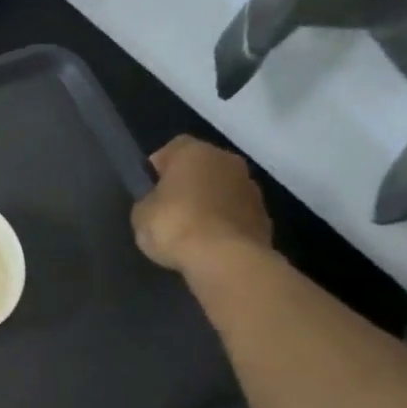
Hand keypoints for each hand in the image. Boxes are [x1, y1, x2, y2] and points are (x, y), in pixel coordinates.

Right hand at [131, 135, 272, 274]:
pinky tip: (211, 244)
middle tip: (170, 208)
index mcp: (194, 152)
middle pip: (203, 166)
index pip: (173, 148)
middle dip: (189, 183)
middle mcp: (227, 161)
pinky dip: (225, 224)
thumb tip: (159, 203)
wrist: (226, 259)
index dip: (160, 167)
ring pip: (223, 190)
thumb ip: (150, 200)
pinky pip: (237, 214)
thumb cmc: (175, 226)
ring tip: (192, 230)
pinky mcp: (265, 217)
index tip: (150, 188)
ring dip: (210, 203)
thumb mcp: (141, 213)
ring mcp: (252, 189)